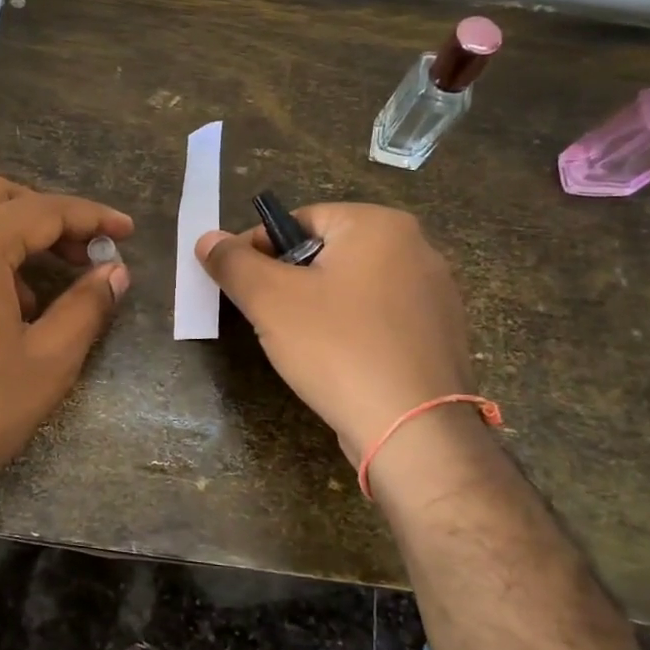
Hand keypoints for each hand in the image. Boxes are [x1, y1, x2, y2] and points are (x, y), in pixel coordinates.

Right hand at [196, 204, 476, 462]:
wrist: (414, 430)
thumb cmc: (338, 348)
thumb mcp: (270, 300)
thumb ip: (233, 262)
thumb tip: (208, 239)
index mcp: (379, 225)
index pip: (300, 219)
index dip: (260, 249)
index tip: (239, 285)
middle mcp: (417, 247)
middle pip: (328, 253)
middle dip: (290, 281)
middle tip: (266, 318)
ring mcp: (436, 293)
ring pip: (354, 287)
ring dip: (319, 307)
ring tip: (300, 344)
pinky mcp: (441, 334)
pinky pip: (381, 319)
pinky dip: (353, 331)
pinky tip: (339, 363)